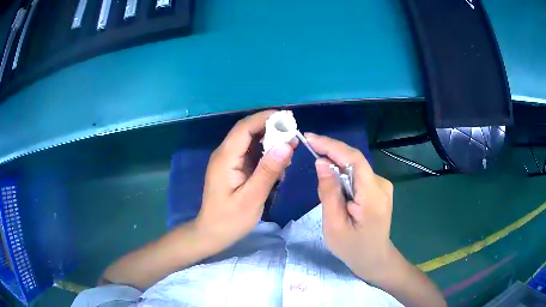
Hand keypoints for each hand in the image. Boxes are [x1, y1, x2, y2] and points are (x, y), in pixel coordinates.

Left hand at [196, 110, 294, 251]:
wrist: (212, 233)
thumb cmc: (230, 219)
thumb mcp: (252, 198)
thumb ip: (268, 171)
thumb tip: (286, 145)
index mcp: (226, 158)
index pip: (244, 128)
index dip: (265, 118)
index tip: (288, 119)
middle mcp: (225, 154)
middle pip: (247, 131)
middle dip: (270, 128)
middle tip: (293, 134)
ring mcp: (228, 161)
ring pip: (250, 142)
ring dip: (269, 142)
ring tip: (289, 149)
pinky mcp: (233, 168)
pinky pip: (250, 154)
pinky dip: (265, 155)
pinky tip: (278, 166)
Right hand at [306, 133, 395, 281]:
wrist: (374, 258)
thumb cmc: (352, 248)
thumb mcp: (334, 225)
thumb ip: (329, 193)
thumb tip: (322, 163)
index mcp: (373, 195)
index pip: (354, 160)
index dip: (332, 146)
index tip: (310, 138)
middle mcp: (381, 185)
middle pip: (355, 160)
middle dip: (331, 151)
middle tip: (308, 145)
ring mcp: (382, 186)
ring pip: (356, 167)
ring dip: (336, 162)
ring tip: (316, 160)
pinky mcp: (379, 189)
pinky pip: (358, 174)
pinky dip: (343, 172)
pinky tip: (332, 178)